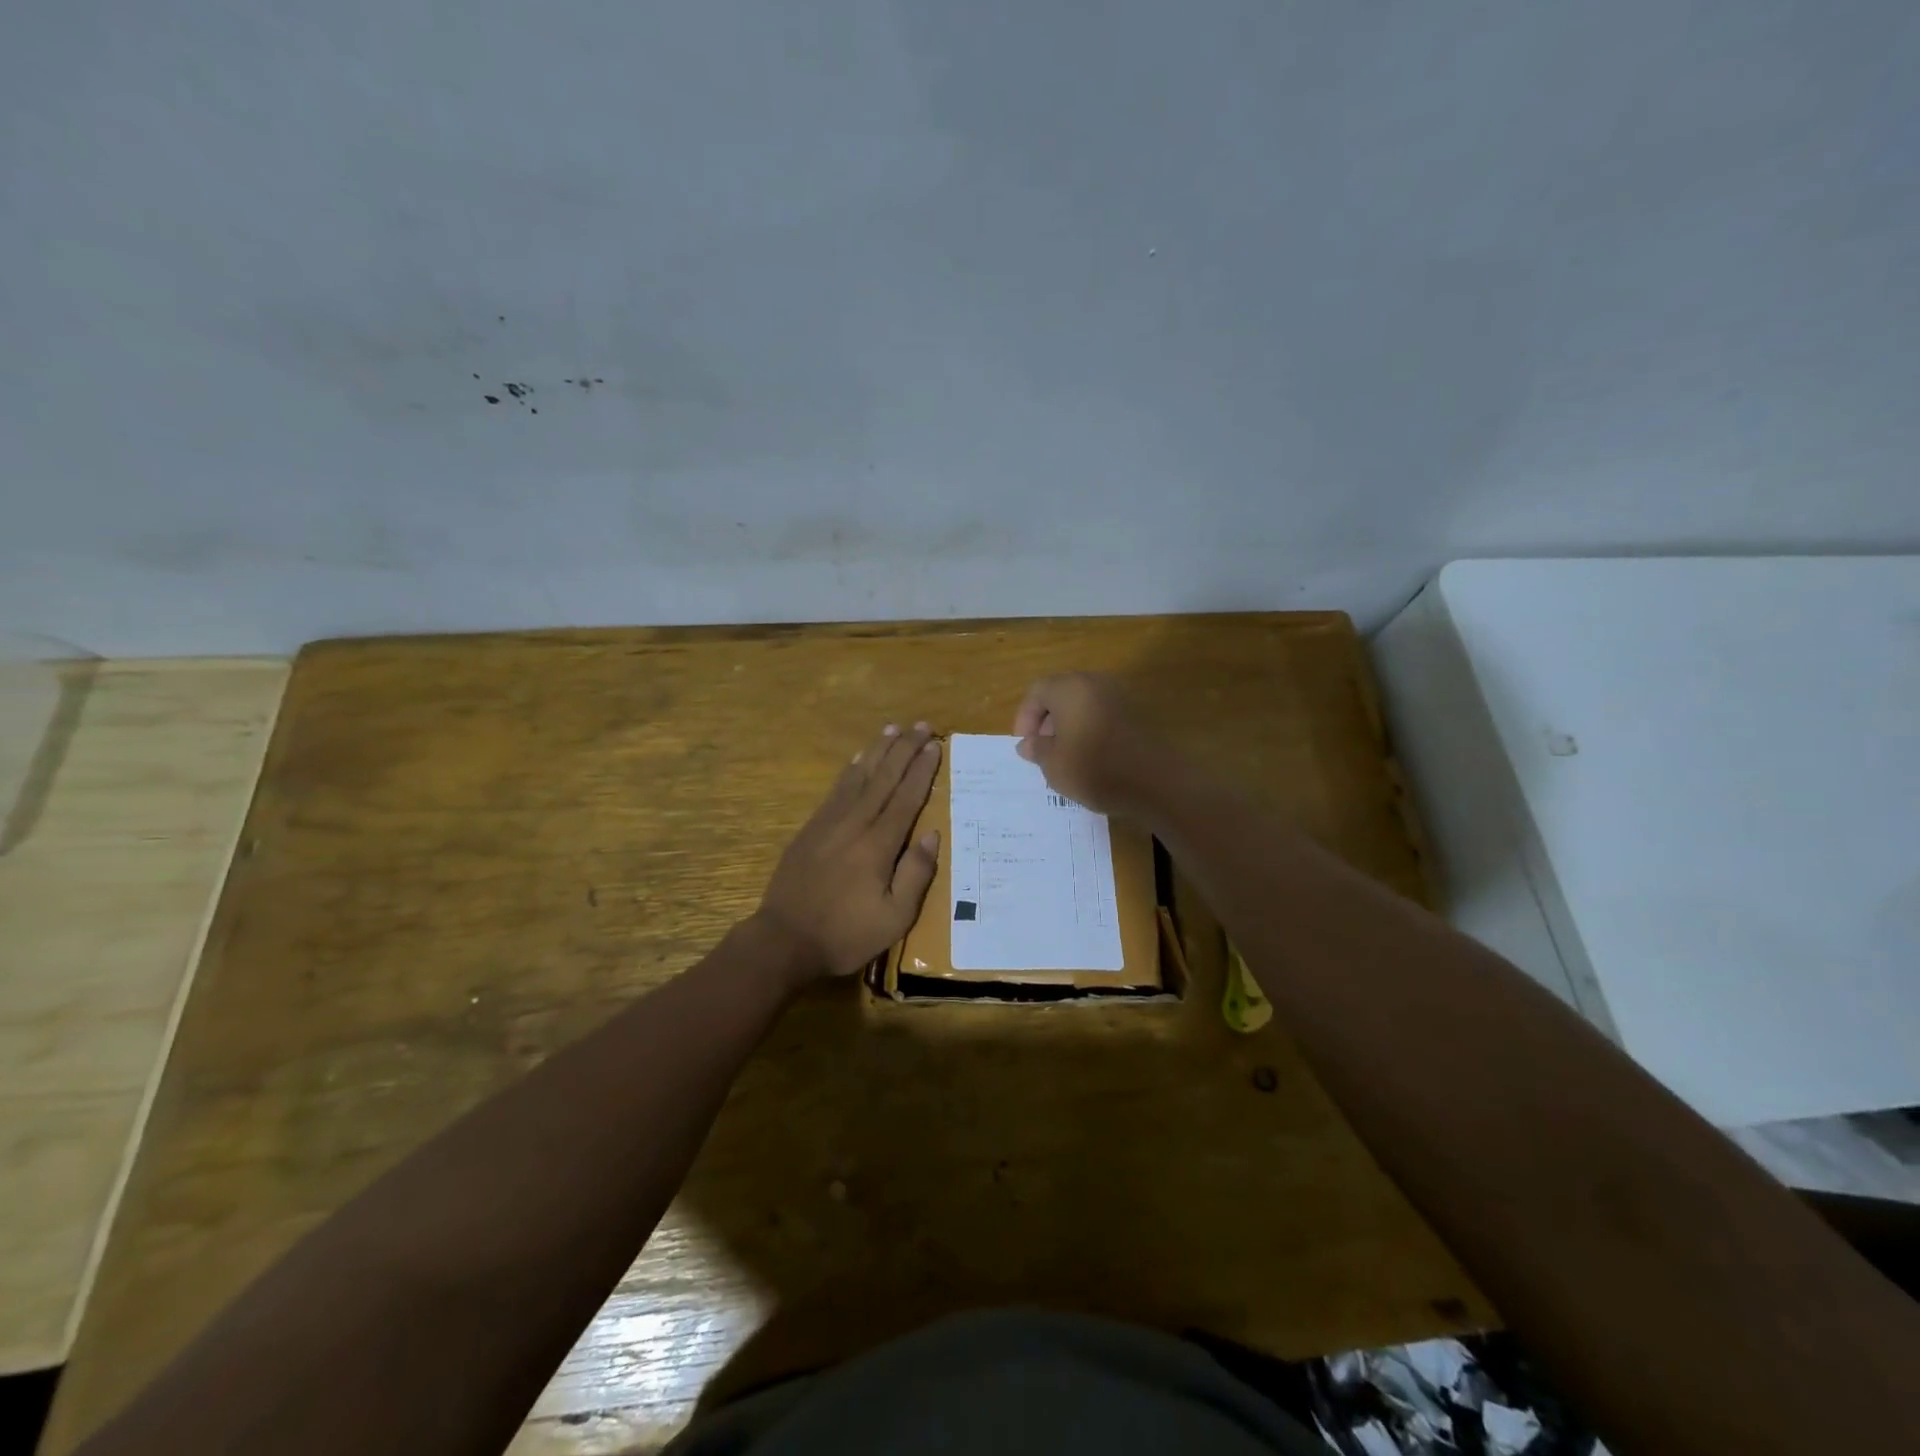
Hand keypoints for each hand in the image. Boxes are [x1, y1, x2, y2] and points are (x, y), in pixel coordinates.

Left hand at [755, 722, 942, 980]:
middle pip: (885, 778)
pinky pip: (836, 790)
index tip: (935, 745)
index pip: (906, 797)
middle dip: (905, 749)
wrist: (784, 939)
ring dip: (878, 751)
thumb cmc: (846, 934)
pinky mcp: (811, 829)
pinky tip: (858, 760)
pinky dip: (851, 770)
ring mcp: (829, 823)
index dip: (922, 769)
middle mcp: (855, 823)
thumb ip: (916, 874)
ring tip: (893, 728)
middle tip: (922, 725)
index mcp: (879, 844)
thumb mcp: (894, 918)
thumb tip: (932, 834)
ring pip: (859, 777)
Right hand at [1012, 673, 1166, 817]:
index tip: (1026, 745)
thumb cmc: (1096, 770)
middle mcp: (1095, 683)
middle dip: (1047, 720)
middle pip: (1061, 693)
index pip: (1037, 692)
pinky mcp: (1138, 712)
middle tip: (1043, 750)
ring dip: (1069, 725)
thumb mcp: (1054, 765)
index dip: (1025, 718)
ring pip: (1083, 703)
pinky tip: (1092, 757)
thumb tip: (1028, 744)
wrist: (1158, 783)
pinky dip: (1091, 728)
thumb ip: (1037, 750)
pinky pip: (1103, 713)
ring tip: (1066, 756)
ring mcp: (1120, 696)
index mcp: (1070, 688)